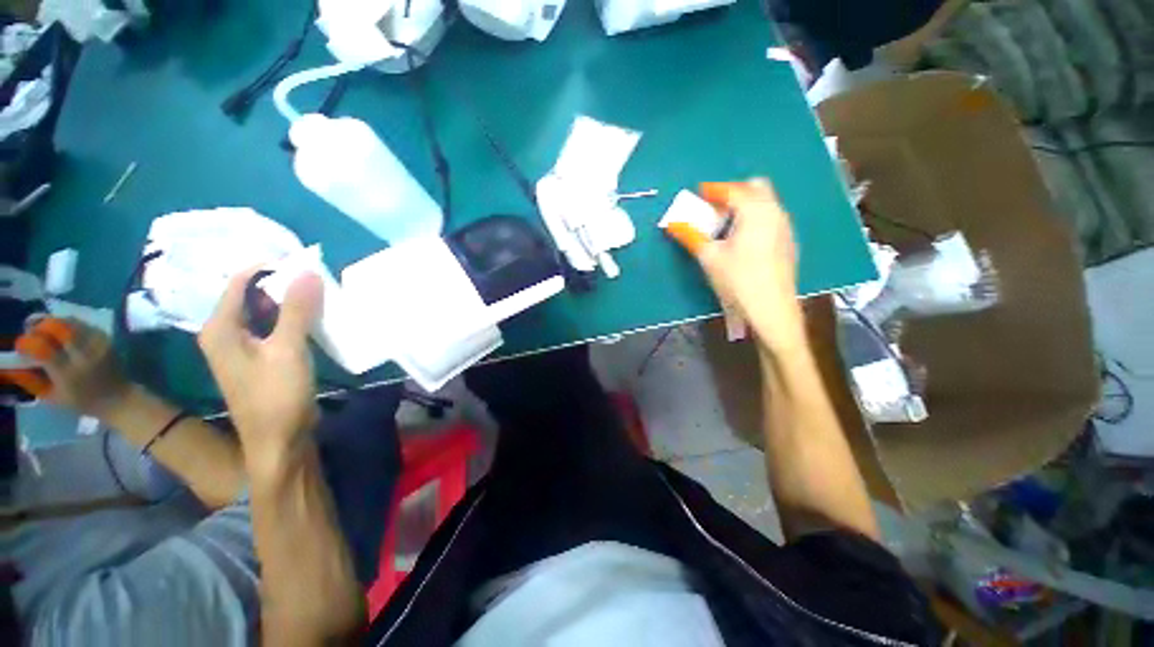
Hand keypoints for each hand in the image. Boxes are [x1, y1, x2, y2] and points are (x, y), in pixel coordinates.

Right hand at [19, 318, 134, 418]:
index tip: (22, 344)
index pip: (43, 350)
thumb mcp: (52, 397)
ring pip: (71, 323)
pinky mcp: (107, 340)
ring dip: (55, 322)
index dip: (29, 342)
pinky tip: (64, 331)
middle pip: (58, 329)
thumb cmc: (81, 401)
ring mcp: (97, 346)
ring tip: (46, 329)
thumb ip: (32, 381)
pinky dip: (70, 324)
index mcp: (67, 374)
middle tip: (32, 330)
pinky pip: (85, 325)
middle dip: (41, 326)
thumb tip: (14, 367)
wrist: (118, 397)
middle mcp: (83, 357)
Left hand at [198, 267, 322, 469]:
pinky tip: (313, 319)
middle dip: (281, 285)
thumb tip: (307, 272)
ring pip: (264, 313)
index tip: (303, 262)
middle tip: (316, 279)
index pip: (240, 282)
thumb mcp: (288, 349)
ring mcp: (242, 348)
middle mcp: (225, 334)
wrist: (278, 440)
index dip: (268, 268)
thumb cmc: (277, 395)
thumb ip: (297, 310)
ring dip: (289, 303)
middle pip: (251, 296)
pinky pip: (273, 328)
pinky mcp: (260, 359)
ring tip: (319, 294)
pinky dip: (291, 319)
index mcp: (221, 328)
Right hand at [686, 179, 804, 352]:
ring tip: (725, 225)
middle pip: (756, 188)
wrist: (771, 310)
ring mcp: (785, 227)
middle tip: (713, 209)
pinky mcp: (788, 242)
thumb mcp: (709, 257)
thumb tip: (673, 223)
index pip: (733, 190)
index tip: (698, 194)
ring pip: (765, 203)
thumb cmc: (737, 280)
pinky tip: (742, 241)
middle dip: (733, 192)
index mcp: (756, 211)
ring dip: (744, 205)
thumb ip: (691, 236)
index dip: (713, 190)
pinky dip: (754, 218)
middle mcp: (775, 212)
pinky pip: (770, 218)